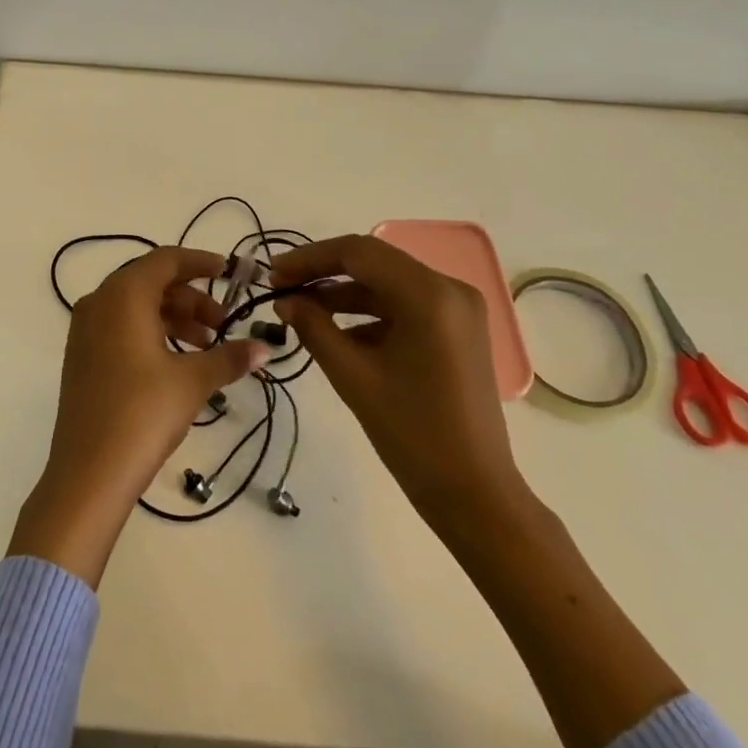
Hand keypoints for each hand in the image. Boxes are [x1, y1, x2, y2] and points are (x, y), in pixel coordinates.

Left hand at [10, 246, 270, 585]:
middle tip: (223, 323)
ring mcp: (85, 330)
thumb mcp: (192, 382)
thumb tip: (264, 348)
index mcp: (123, 295)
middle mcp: (99, 302)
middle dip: (191, 297)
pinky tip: (178, 361)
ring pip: (137, 306)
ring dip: (174, 318)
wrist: (88, 472)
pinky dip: (152, 333)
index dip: (200, 263)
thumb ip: (229, 357)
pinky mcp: (82, 356)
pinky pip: (122, 327)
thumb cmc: (142, 413)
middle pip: (151, 282)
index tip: (229, 273)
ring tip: (207, 347)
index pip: (165, 260)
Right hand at [270, 234, 530, 538]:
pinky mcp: (458, 330)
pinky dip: (370, 313)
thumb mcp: (353, 377)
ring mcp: (458, 309)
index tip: (273, 275)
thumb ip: (314, 328)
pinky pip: (405, 306)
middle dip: (324, 273)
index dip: (310, 258)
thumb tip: (285, 300)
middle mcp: (450, 289)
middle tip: (281, 289)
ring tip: (301, 310)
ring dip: (344, 293)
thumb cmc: (413, 435)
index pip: (359, 252)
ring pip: (388, 283)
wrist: (475, 495)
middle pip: (375, 262)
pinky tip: (337, 333)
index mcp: (429, 295)